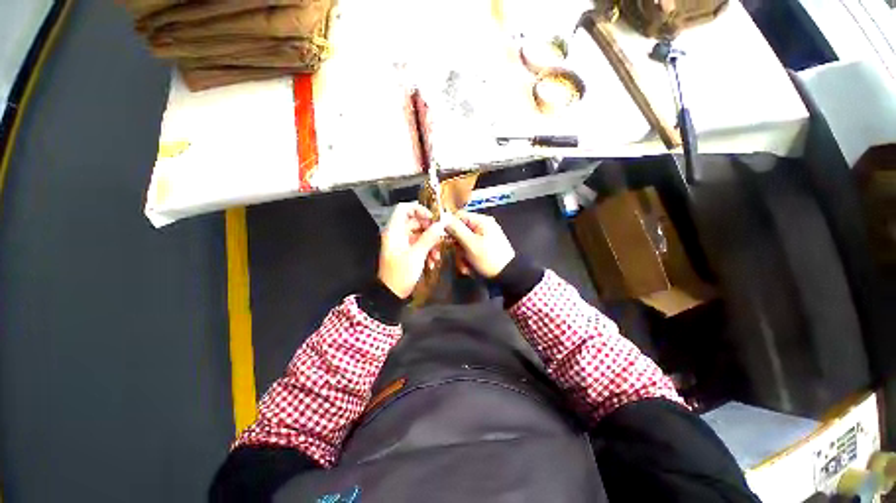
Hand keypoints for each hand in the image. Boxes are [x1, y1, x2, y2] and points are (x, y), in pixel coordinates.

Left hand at [378, 203, 445, 298]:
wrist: (392, 294)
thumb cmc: (401, 273)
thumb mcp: (417, 255)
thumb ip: (429, 237)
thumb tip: (441, 223)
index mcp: (394, 231)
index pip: (404, 208)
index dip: (419, 209)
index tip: (432, 218)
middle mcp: (397, 234)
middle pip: (415, 221)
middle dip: (429, 229)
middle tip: (441, 237)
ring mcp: (402, 243)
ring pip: (419, 234)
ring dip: (430, 243)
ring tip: (437, 255)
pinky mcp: (406, 252)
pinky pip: (419, 244)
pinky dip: (427, 251)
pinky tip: (432, 262)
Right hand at [444, 211, 515, 278]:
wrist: (507, 276)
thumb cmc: (489, 258)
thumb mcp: (471, 244)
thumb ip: (456, 230)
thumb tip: (443, 218)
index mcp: (481, 221)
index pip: (459, 216)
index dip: (449, 226)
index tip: (443, 238)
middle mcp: (482, 227)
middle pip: (460, 232)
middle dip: (457, 247)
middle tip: (459, 257)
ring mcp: (483, 238)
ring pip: (463, 244)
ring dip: (461, 256)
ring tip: (466, 267)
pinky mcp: (483, 248)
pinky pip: (469, 250)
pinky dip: (467, 260)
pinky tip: (469, 268)